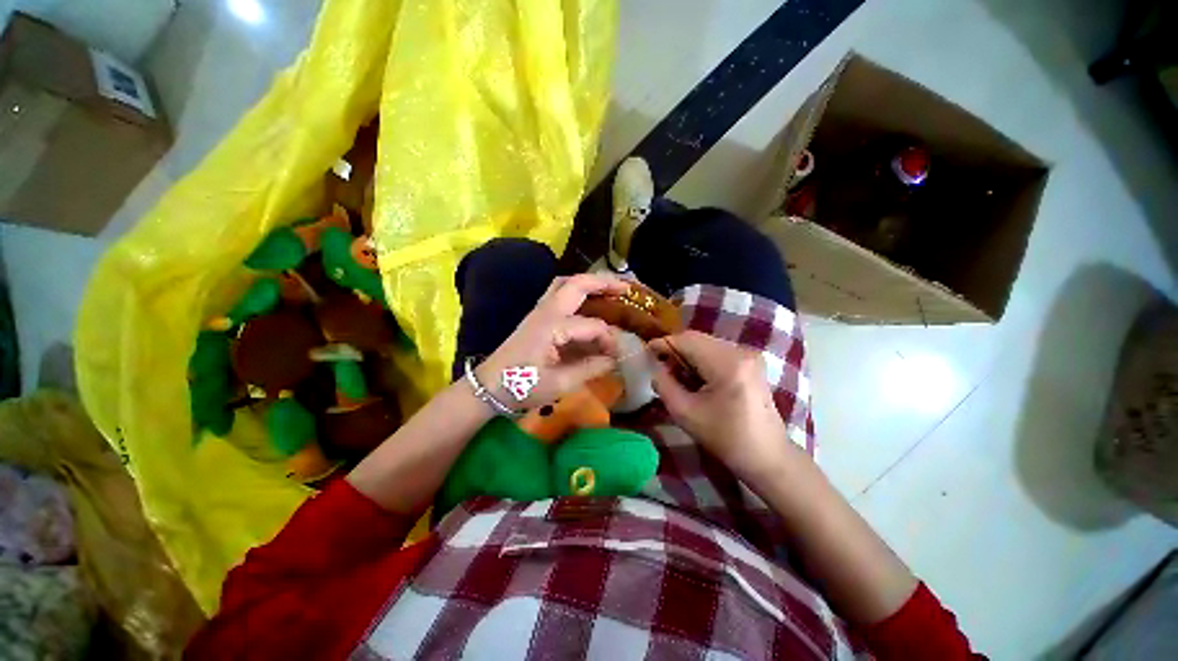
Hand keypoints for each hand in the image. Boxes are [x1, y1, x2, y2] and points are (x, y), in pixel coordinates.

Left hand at [478, 274, 628, 409]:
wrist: (489, 386)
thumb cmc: (521, 386)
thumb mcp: (559, 383)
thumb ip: (590, 368)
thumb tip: (615, 360)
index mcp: (552, 327)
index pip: (592, 326)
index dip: (608, 340)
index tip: (616, 357)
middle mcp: (546, 311)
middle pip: (577, 284)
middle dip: (604, 282)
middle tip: (627, 288)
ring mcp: (539, 310)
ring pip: (565, 283)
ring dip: (589, 282)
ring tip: (610, 288)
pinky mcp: (537, 316)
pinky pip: (559, 293)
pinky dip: (577, 290)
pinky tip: (588, 299)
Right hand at [649, 331, 790, 478]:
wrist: (767, 456)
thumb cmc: (725, 438)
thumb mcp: (684, 413)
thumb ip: (663, 384)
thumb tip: (654, 365)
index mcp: (727, 363)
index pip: (687, 340)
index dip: (663, 343)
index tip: (646, 352)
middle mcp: (740, 351)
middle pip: (697, 339)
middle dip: (675, 350)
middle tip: (660, 367)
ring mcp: (749, 354)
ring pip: (706, 343)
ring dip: (688, 355)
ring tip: (677, 376)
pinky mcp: (751, 362)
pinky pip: (718, 351)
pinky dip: (701, 360)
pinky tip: (697, 378)